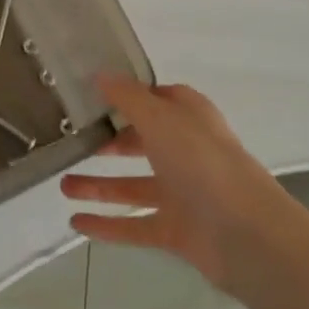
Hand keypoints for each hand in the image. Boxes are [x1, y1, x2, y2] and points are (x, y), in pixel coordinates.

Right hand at [61, 76, 290, 293]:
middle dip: (109, 142)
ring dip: (99, 186)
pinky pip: (134, 225)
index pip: (156, 99)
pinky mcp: (176, 230)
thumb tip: (100, 74)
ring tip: (62, 185)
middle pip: (142, 142)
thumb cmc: (202, 161)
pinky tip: (76, 223)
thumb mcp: (159, 118)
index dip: (128, 96)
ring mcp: (182, 193)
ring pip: (133, 186)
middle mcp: (185, 151)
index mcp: (188, 118)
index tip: (91, 95)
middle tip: (73, 140)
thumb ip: (127, 97)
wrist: (246, 234)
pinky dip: (107, 225)